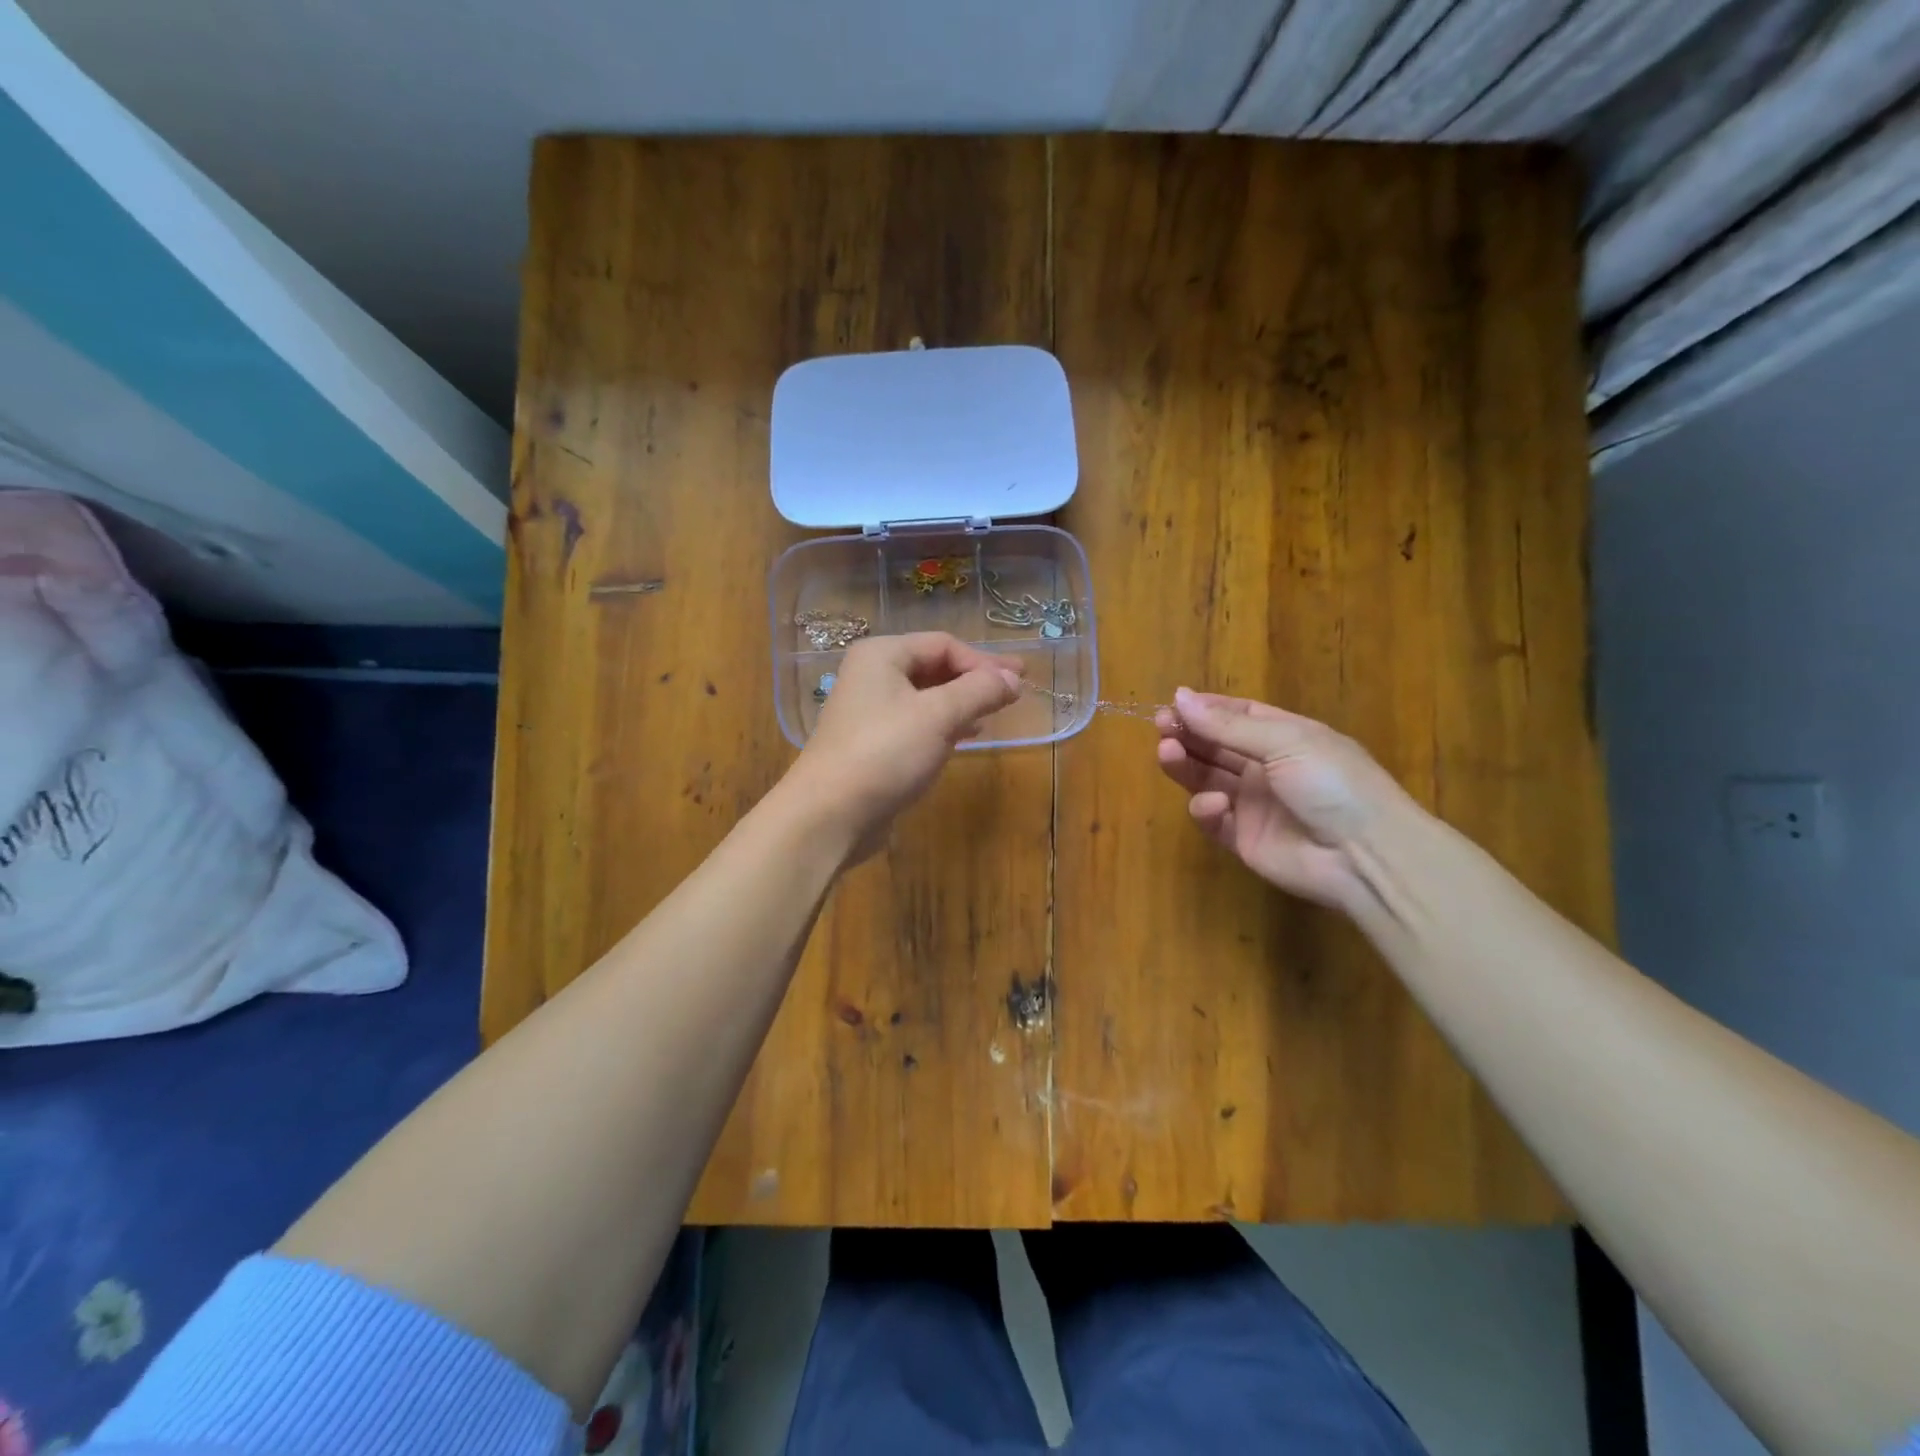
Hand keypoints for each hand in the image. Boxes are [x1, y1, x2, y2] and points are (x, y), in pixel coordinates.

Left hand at [788, 633, 1022, 858]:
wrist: (830, 814)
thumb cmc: (885, 752)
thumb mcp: (939, 716)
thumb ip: (980, 691)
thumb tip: (1014, 680)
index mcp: (882, 655)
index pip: (943, 644)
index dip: (983, 661)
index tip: (1018, 683)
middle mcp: (872, 676)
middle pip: (934, 667)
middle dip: (974, 679)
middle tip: (1014, 693)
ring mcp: (870, 712)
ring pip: (926, 697)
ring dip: (962, 701)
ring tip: (995, 712)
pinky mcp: (873, 744)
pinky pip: (917, 723)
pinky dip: (944, 724)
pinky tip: (966, 735)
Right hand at [1155, 688, 1414, 911]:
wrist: (1365, 856)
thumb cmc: (1332, 784)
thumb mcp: (1285, 742)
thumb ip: (1227, 725)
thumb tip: (1179, 696)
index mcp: (1285, 737)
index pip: (1236, 716)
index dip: (1205, 710)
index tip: (1172, 705)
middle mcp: (1266, 767)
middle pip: (1216, 746)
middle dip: (1188, 735)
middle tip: (1161, 728)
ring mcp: (1253, 804)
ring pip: (1207, 778)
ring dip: (1185, 765)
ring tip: (1167, 754)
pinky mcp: (1242, 838)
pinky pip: (1213, 819)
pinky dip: (1206, 809)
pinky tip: (1215, 804)